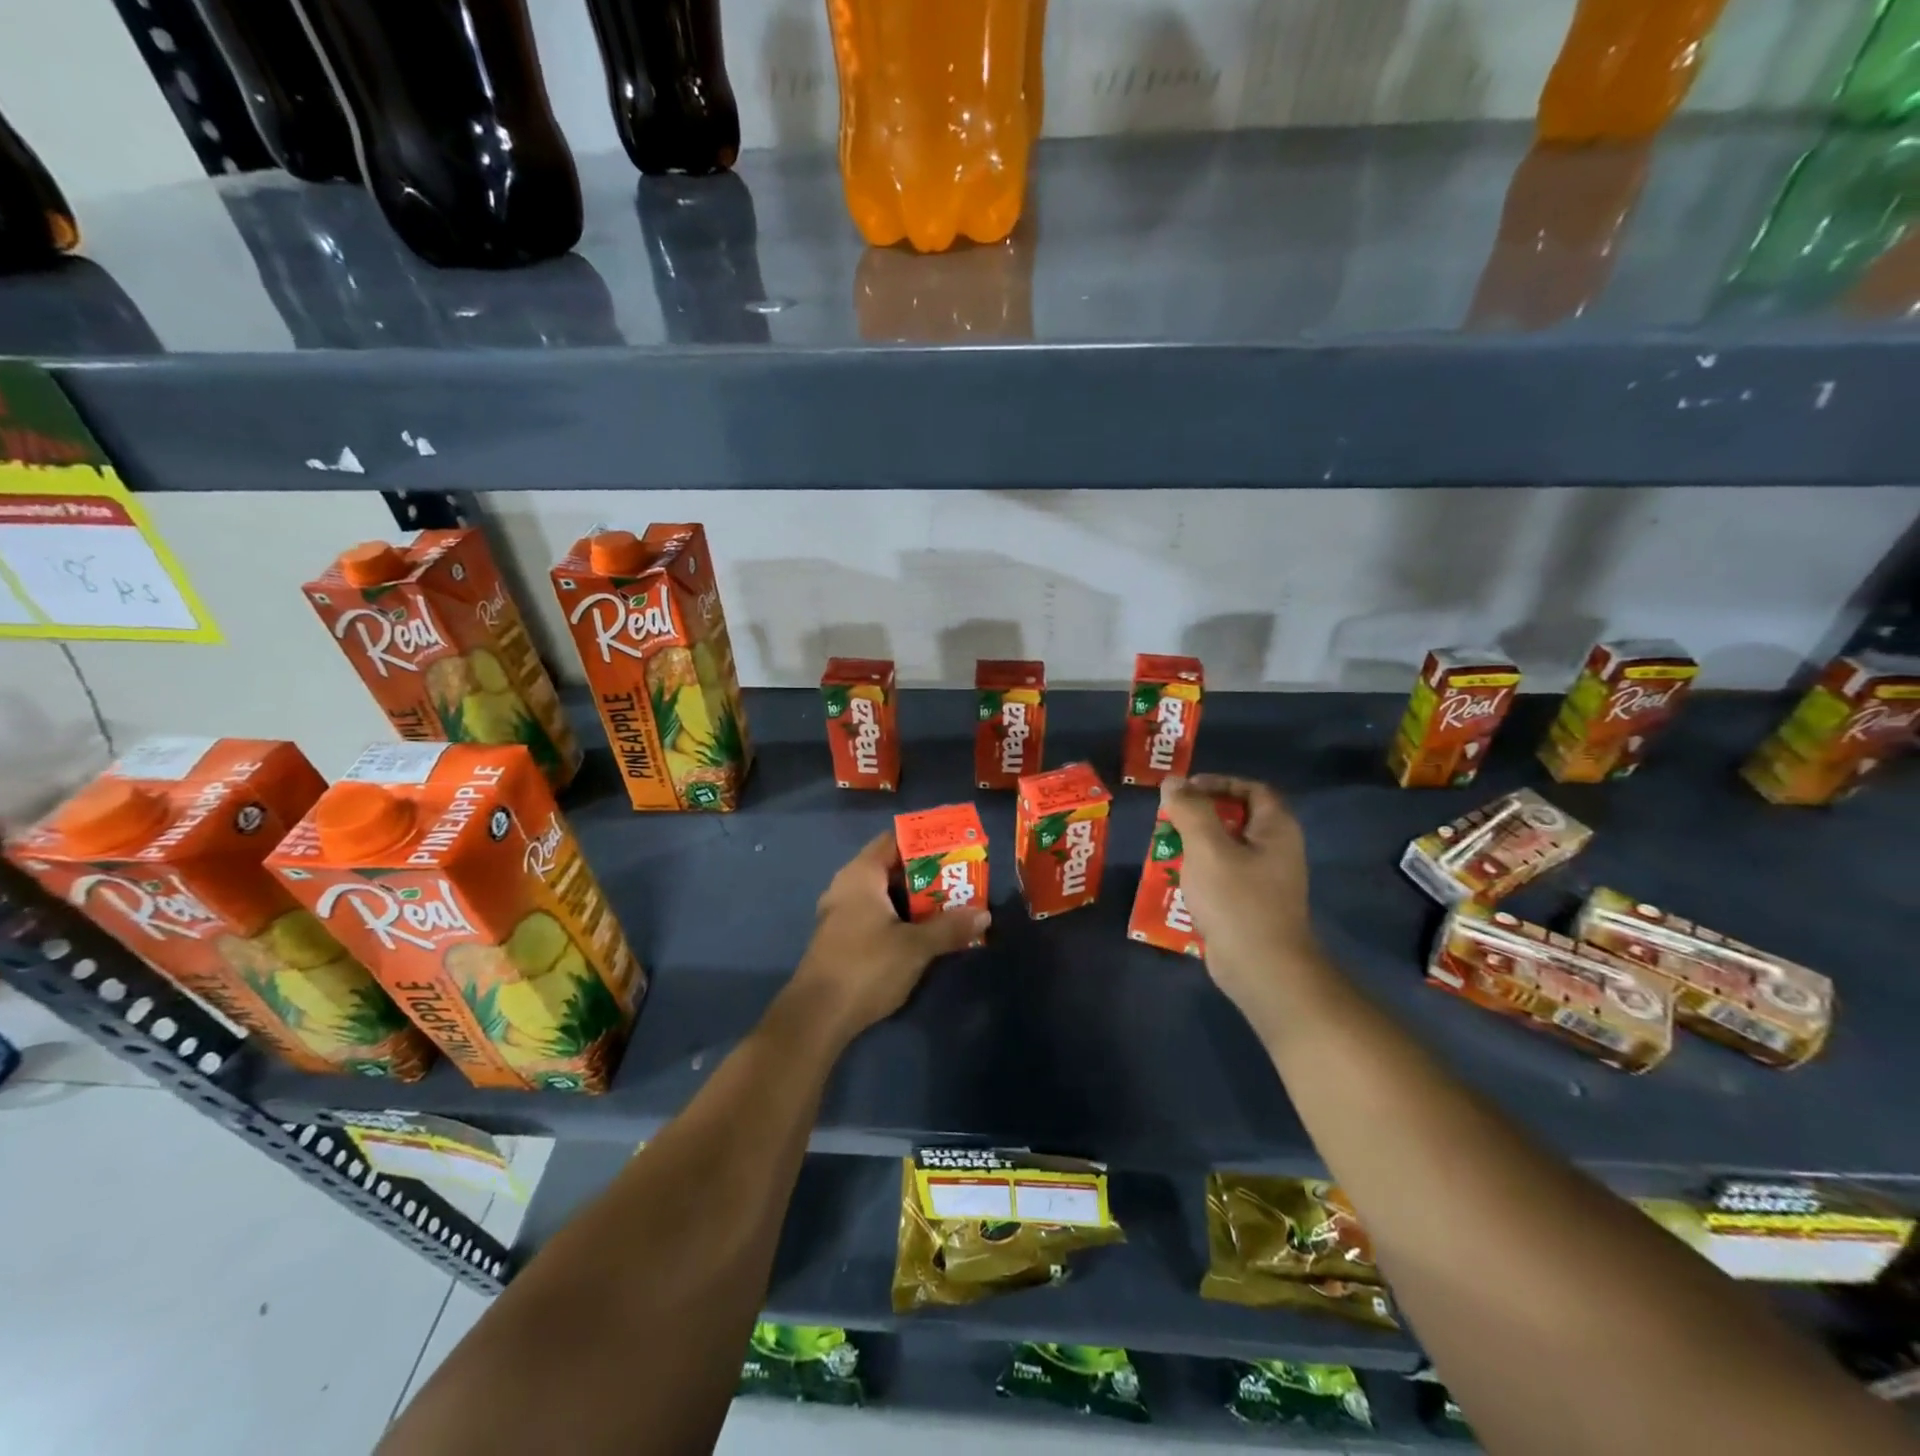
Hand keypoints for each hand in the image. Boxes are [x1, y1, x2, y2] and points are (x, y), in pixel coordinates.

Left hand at [785, 832, 988, 1044]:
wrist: (817, 1017)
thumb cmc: (866, 967)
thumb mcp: (915, 947)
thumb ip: (950, 927)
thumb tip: (984, 914)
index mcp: (861, 875)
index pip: (894, 840)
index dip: (925, 841)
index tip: (955, 847)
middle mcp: (847, 886)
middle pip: (891, 868)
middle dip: (927, 873)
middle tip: (960, 880)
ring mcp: (841, 913)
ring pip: (884, 894)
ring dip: (915, 899)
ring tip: (950, 905)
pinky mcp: (841, 938)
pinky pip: (876, 915)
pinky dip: (899, 917)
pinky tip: (923, 932)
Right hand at [1159, 774, 1325, 1021]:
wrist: (1262, 969)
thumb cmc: (1237, 901)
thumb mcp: (1207, 848)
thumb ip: (1190, 810)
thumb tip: (1173, 782)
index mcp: (1276, 829)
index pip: (1252, 789)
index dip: (1219, 783)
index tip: (1186, 791)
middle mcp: (1276, 850)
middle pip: (1236, 818)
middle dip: (1200, 816)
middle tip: (1169, 821)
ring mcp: (1265, 881)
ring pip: (1226, 850)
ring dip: (1195, 846)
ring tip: (1165, 851)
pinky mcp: (1250, 906)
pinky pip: (1223, 878)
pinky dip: (1199, 874)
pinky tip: (1176, 883)